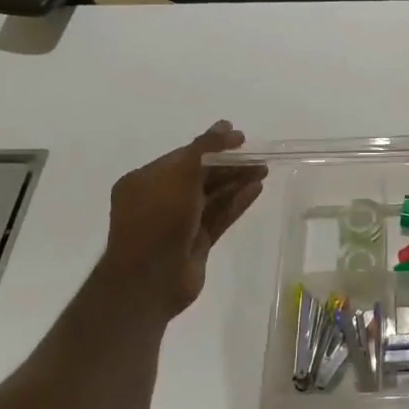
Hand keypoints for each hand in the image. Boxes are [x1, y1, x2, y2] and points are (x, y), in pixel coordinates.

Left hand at [92, 123, 267, 318]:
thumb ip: (204, 149)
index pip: (184, 156)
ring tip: (263, 170)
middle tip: (258, 156)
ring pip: (212, 197)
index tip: (241, 137)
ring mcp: (178, 224)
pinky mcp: (195, 243)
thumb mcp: (180, 176)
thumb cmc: (158, 221)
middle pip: (200, 176)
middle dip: (229, 165)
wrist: (149, 281)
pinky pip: (218, 216)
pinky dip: (236, 203)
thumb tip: (226, 126)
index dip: (213, 145)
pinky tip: (256, 190)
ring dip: (236, 182)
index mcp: (145, 181)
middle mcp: (160, 200)